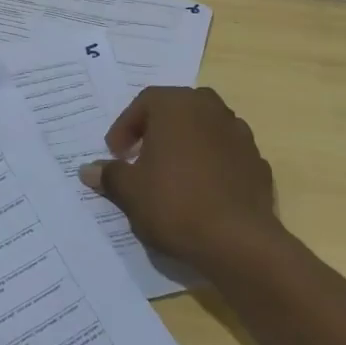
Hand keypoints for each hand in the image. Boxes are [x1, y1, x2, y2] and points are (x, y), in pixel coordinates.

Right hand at [79, 86, 279, 270]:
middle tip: (142, 156)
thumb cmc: (174, 203)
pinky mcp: (257, 162)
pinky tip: (202, 191)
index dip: (125, 127)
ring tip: (173, 175)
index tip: (116, 153)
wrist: (238, 241)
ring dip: (187, 144)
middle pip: (177, 110)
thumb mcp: (130, 191)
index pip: (144, 103)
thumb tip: (87, 170)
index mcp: (176, 105)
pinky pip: (226, 154)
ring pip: (205, 129)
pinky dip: (212, 164)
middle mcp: (210, 109)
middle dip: (157, 130)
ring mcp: (239, 134)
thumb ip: (109, 174)